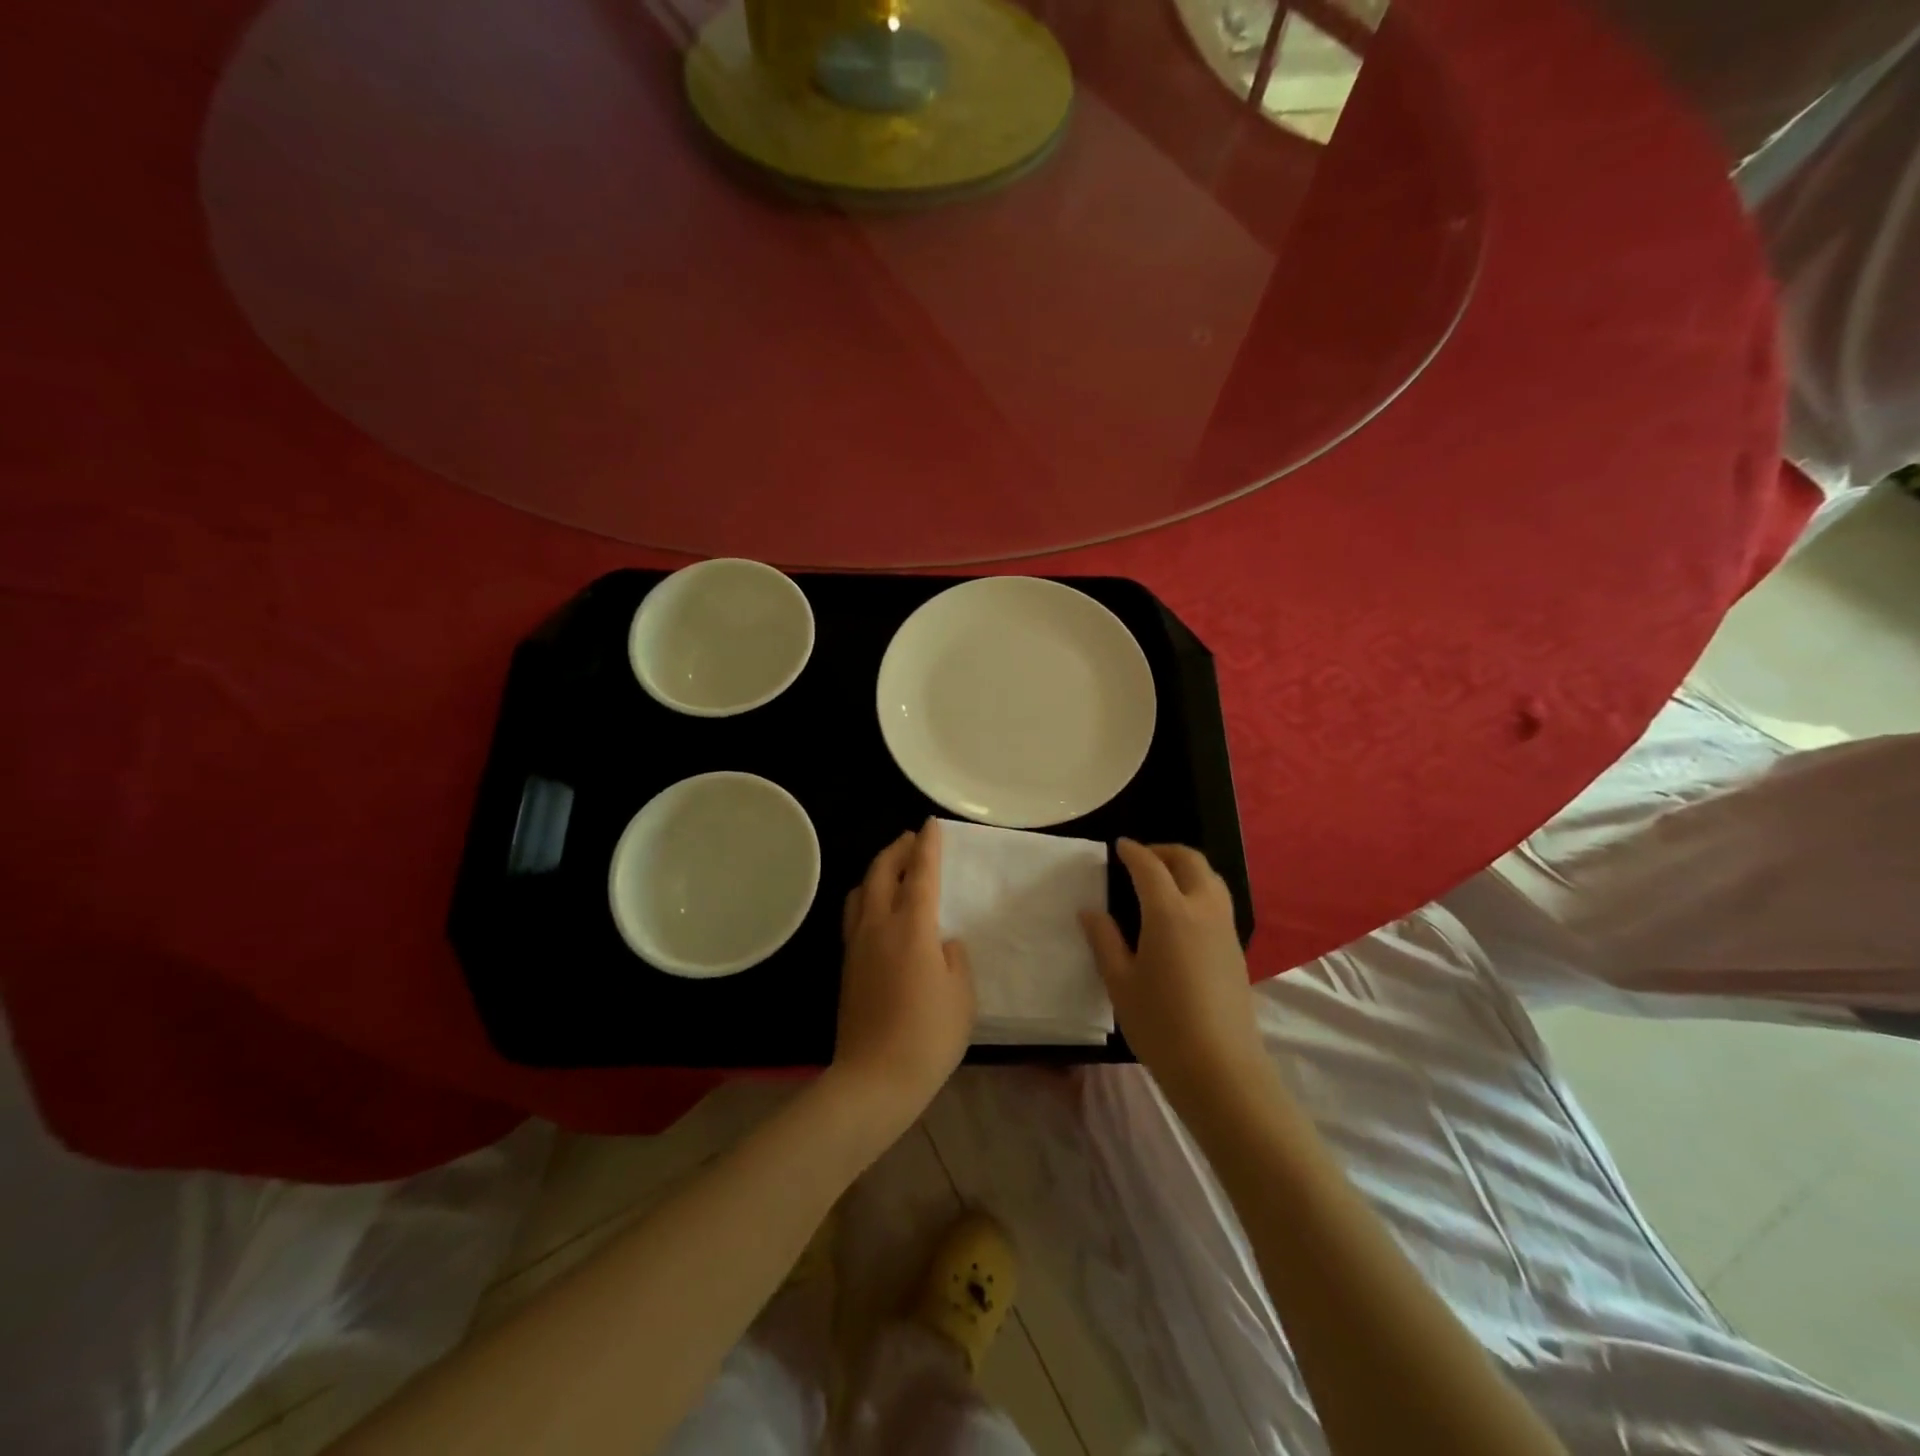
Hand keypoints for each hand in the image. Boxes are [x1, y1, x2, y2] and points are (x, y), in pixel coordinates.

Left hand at [830, 820, 974, 1127]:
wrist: (874, 1079)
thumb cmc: (929, 1036)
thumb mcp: (962, 994)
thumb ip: (954, 957)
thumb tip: (942, 942)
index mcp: (912, 927)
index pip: (920, 873)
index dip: (927, 846)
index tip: (930, 824)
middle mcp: (879, 926)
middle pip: (881, 872)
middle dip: (897, 849)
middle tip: (911, 839)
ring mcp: (857, 945)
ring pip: (860, 891)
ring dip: (877, 870)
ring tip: (893, 868)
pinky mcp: (846, 965)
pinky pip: (853, 914)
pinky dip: (866, 896)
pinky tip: (876, 907)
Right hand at [1082, 840, 1263, 1097]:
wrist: (1220, 1068)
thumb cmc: (1161, 1024)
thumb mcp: (1120, 982)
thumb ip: (1104, 940)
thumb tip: (1091, 911)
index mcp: (1170, 912)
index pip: (1150, 867)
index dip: (1133, 852)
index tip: (1119, 846)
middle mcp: (1202, 910)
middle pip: (1191, 861)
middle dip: (1165, 851)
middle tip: (1142, 857)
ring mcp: (1225, 929)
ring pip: (1211, 878)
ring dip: (1187, 868)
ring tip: (1163, 880)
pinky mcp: (1236, 950)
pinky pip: (1218, 901)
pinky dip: (1199, 889)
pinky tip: (1181, 914)